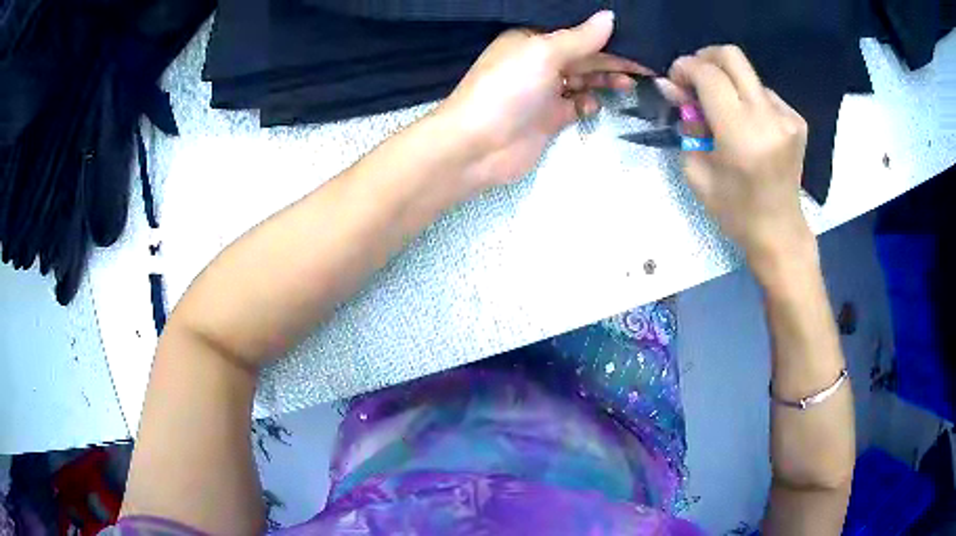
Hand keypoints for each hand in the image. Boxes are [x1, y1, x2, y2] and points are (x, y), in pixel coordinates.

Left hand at [439, 11, 649, 190]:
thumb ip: (580, 38)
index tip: (637, 42)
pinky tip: (594, 105)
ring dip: (605, 80)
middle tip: (644, 66)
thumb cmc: (508, 90)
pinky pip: (577, 105)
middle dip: (612, 59)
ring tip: (630, 83)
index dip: (606, 37)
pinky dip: (589, 103)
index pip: (576, 34)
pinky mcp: (550, 119)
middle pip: (584, 56)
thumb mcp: (544, 54)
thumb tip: (610, 16)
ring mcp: (544, 91)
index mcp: (531, 40)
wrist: (477, 146)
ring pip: (584, 80)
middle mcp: (539, 63)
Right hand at [665, 45, 814, 280]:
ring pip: (747, 75)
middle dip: (705, 58)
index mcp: (741, 134)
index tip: (675, 81)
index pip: (709, 74)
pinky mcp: (797, 120)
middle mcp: (768, 117)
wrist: (779, 232)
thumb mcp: (697, 171)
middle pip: (731, 56)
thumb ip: (685, 123)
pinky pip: (764, 93)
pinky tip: (747, 125)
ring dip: (728, 84)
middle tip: (694, 78)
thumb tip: (672, 87)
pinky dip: (748, 99)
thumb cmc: (735, 211)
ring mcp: (787, 117)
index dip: (685, 68)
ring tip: (724, 113)